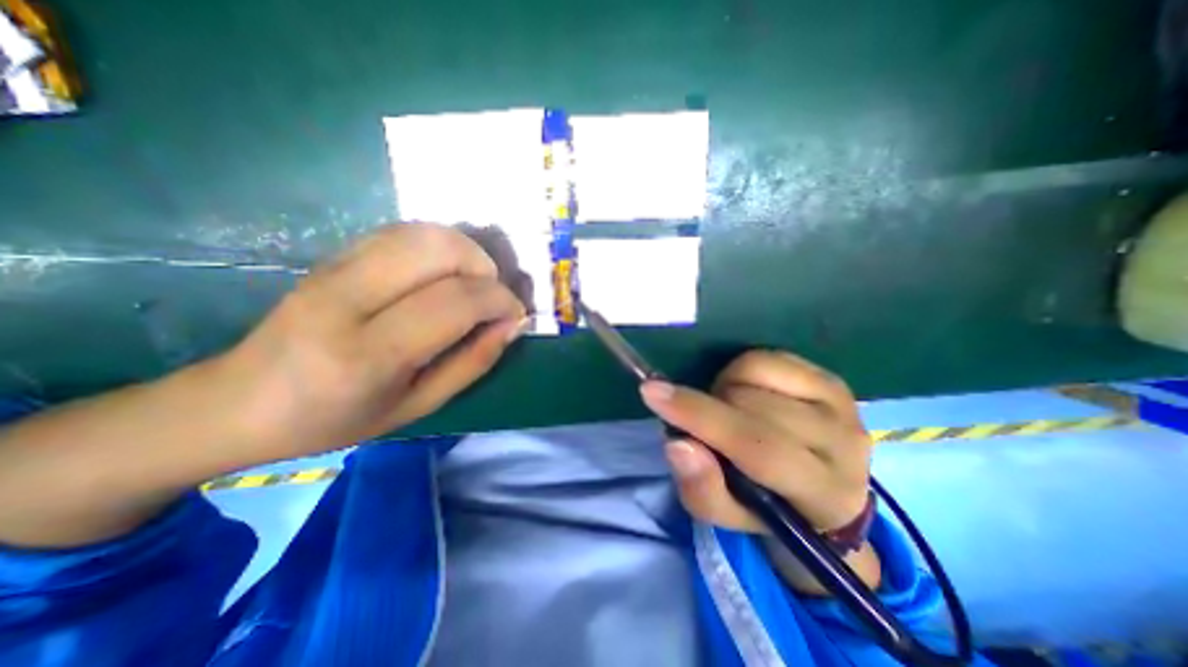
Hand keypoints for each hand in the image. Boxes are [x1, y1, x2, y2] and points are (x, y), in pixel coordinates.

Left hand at [212, 225, 528, 457]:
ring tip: (472, 284)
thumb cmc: (338, 418)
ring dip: (465, 252)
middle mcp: (347, 299)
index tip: (516, 314)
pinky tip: (442, 273)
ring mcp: (333, 268)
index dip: (500, 301)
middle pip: (439, 250)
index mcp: (369, 354)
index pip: (455, 302)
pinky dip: (438, 246)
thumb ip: (473, 362)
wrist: (240, 402)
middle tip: (491, 297)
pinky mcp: (331, 255)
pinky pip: (401, 232)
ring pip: (422, 232)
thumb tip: (513, 324)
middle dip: (484, 268)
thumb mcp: (419, 405)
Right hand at [640, 349, 868, 530]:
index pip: (758, 446)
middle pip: (751, 404)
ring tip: (728, 410)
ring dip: (724, 389)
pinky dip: (741, 370)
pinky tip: (746, 392)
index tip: (652, 392)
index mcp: (823, 494)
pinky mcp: (831, 379)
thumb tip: (679, 443)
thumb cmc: (768, 507)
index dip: (701, 416)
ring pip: (756, 373)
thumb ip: (701, 487)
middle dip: (709, 407)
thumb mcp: (726, 513)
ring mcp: (841, 404)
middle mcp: (843, 444)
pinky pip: (767, 356)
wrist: (822, 492)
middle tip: (707, 425)